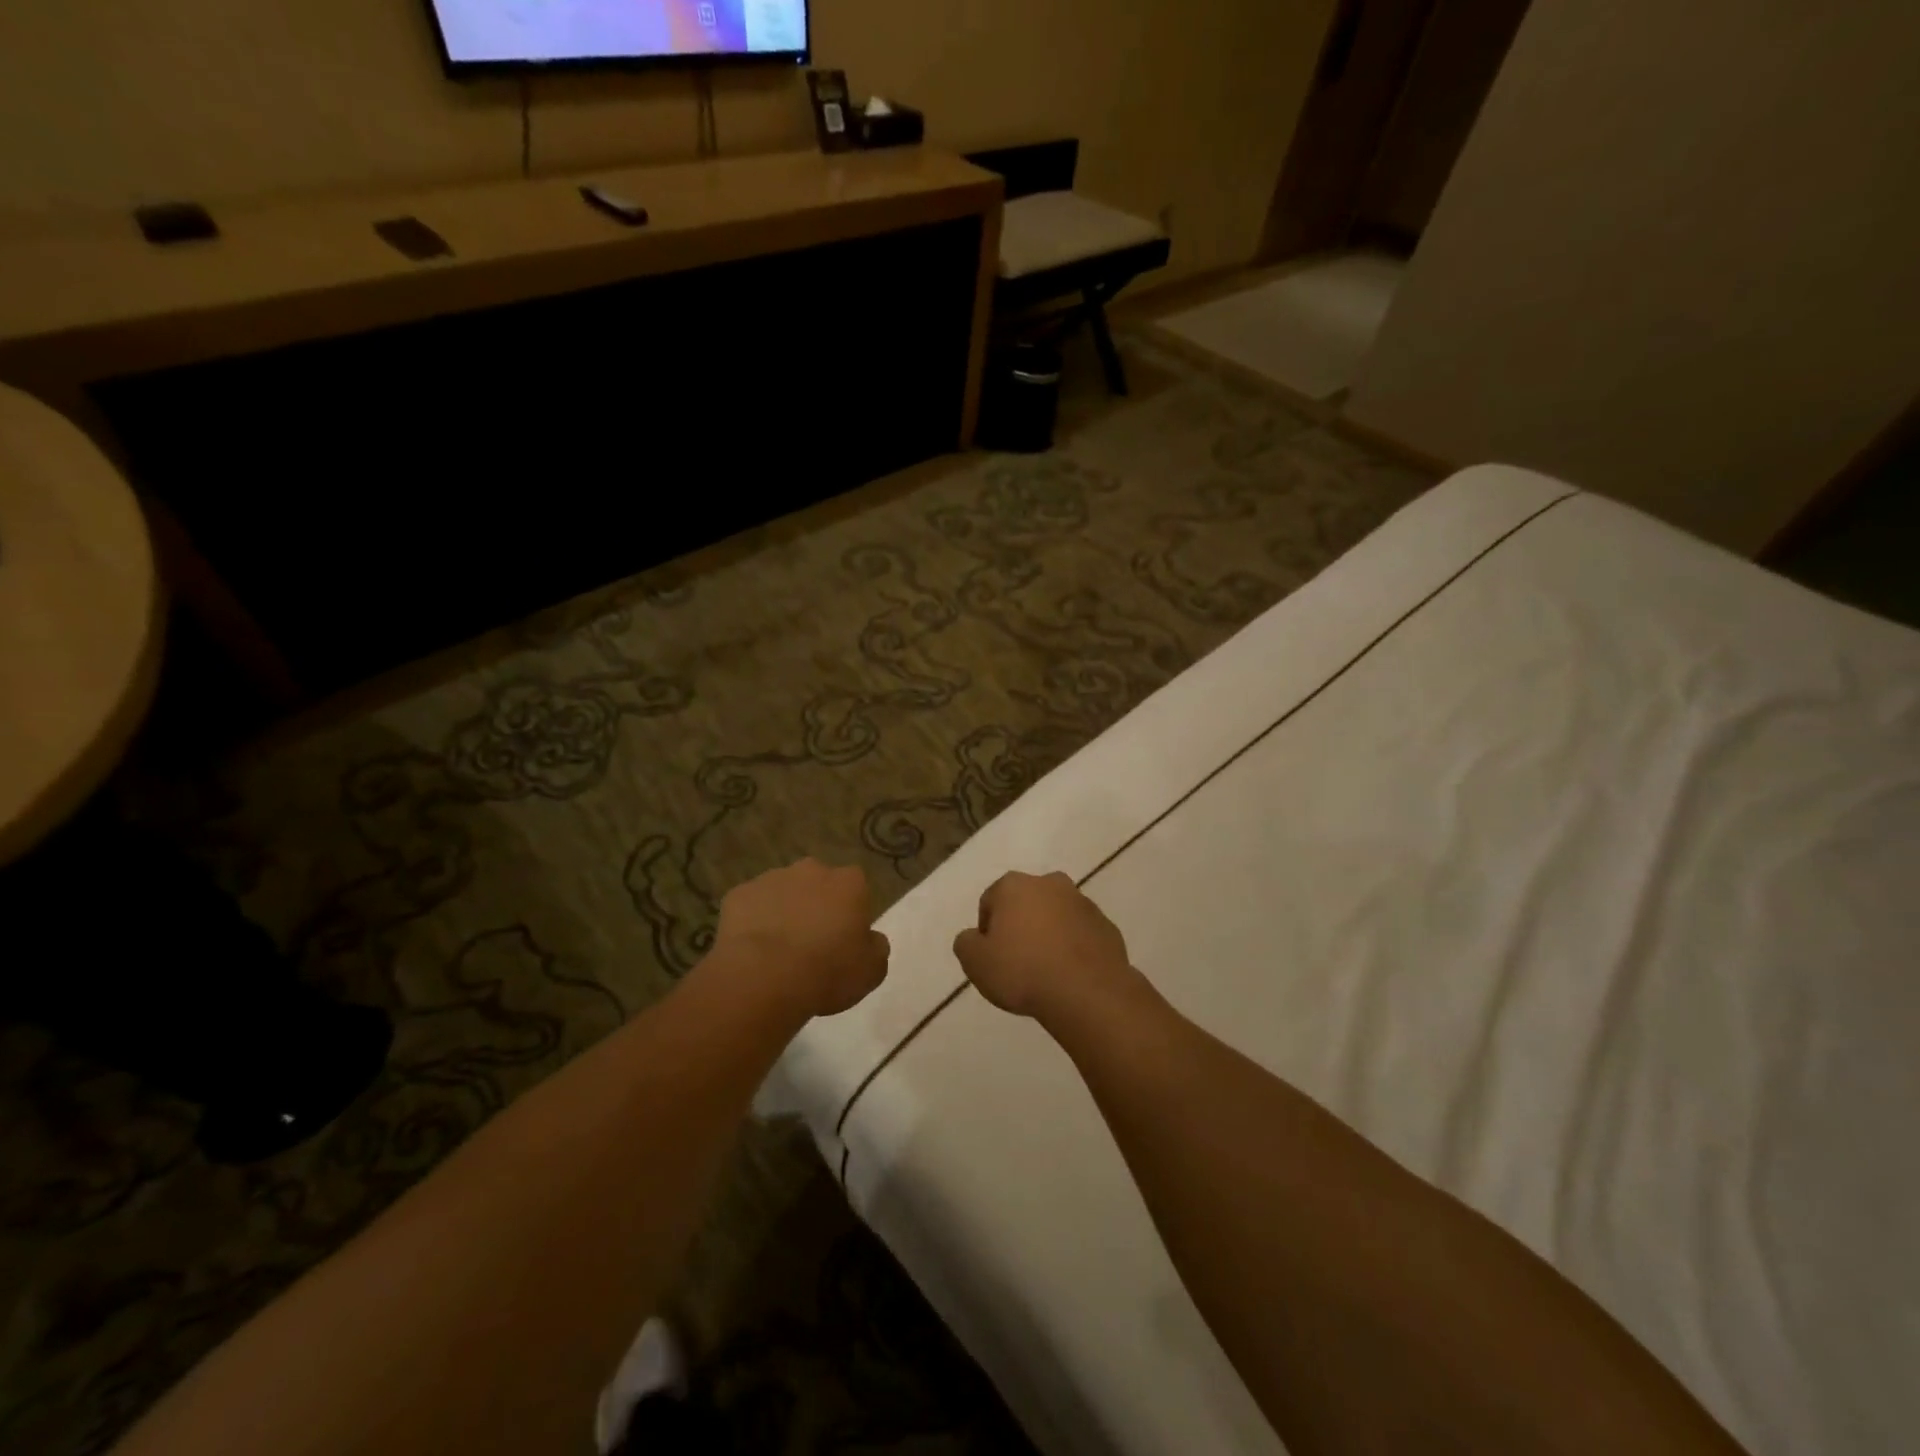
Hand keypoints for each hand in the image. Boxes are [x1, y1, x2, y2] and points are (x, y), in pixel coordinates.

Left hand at [712, 859, 888, 1017]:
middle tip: (812, 943)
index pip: (856, 889)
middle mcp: (812, 870)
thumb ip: (876, 948)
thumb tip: (872, 939)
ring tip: (779, 952)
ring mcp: (771, 878)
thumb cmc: (828, 971)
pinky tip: (753, 952)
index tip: (845, 940)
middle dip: (816, 906)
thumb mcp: (871, 970)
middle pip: (818, 884)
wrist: (764, 977)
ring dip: (784, 912)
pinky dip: (753, 922)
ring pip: (782, 893)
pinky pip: (750, 906)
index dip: (851, 914)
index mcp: (849, 882)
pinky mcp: (738, 894)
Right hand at [952, 871, 1141, 1024]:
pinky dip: (1073, 947)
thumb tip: (974, 937)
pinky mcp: (1106, 925)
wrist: (1087, 992)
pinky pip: (1080, 934)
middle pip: (1025, 904)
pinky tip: (1069, 974)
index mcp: (1014, 885)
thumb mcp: (975, 963)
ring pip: (1056, 916)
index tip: (992, 958)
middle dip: (1020, 926)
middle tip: (1017, 962)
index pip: (990, 902)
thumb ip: (966, 943)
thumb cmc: (1023, 972)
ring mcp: (1082, 902)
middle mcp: (1049, 883)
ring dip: (1049, 935)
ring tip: (1046, 971)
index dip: (987, 932)